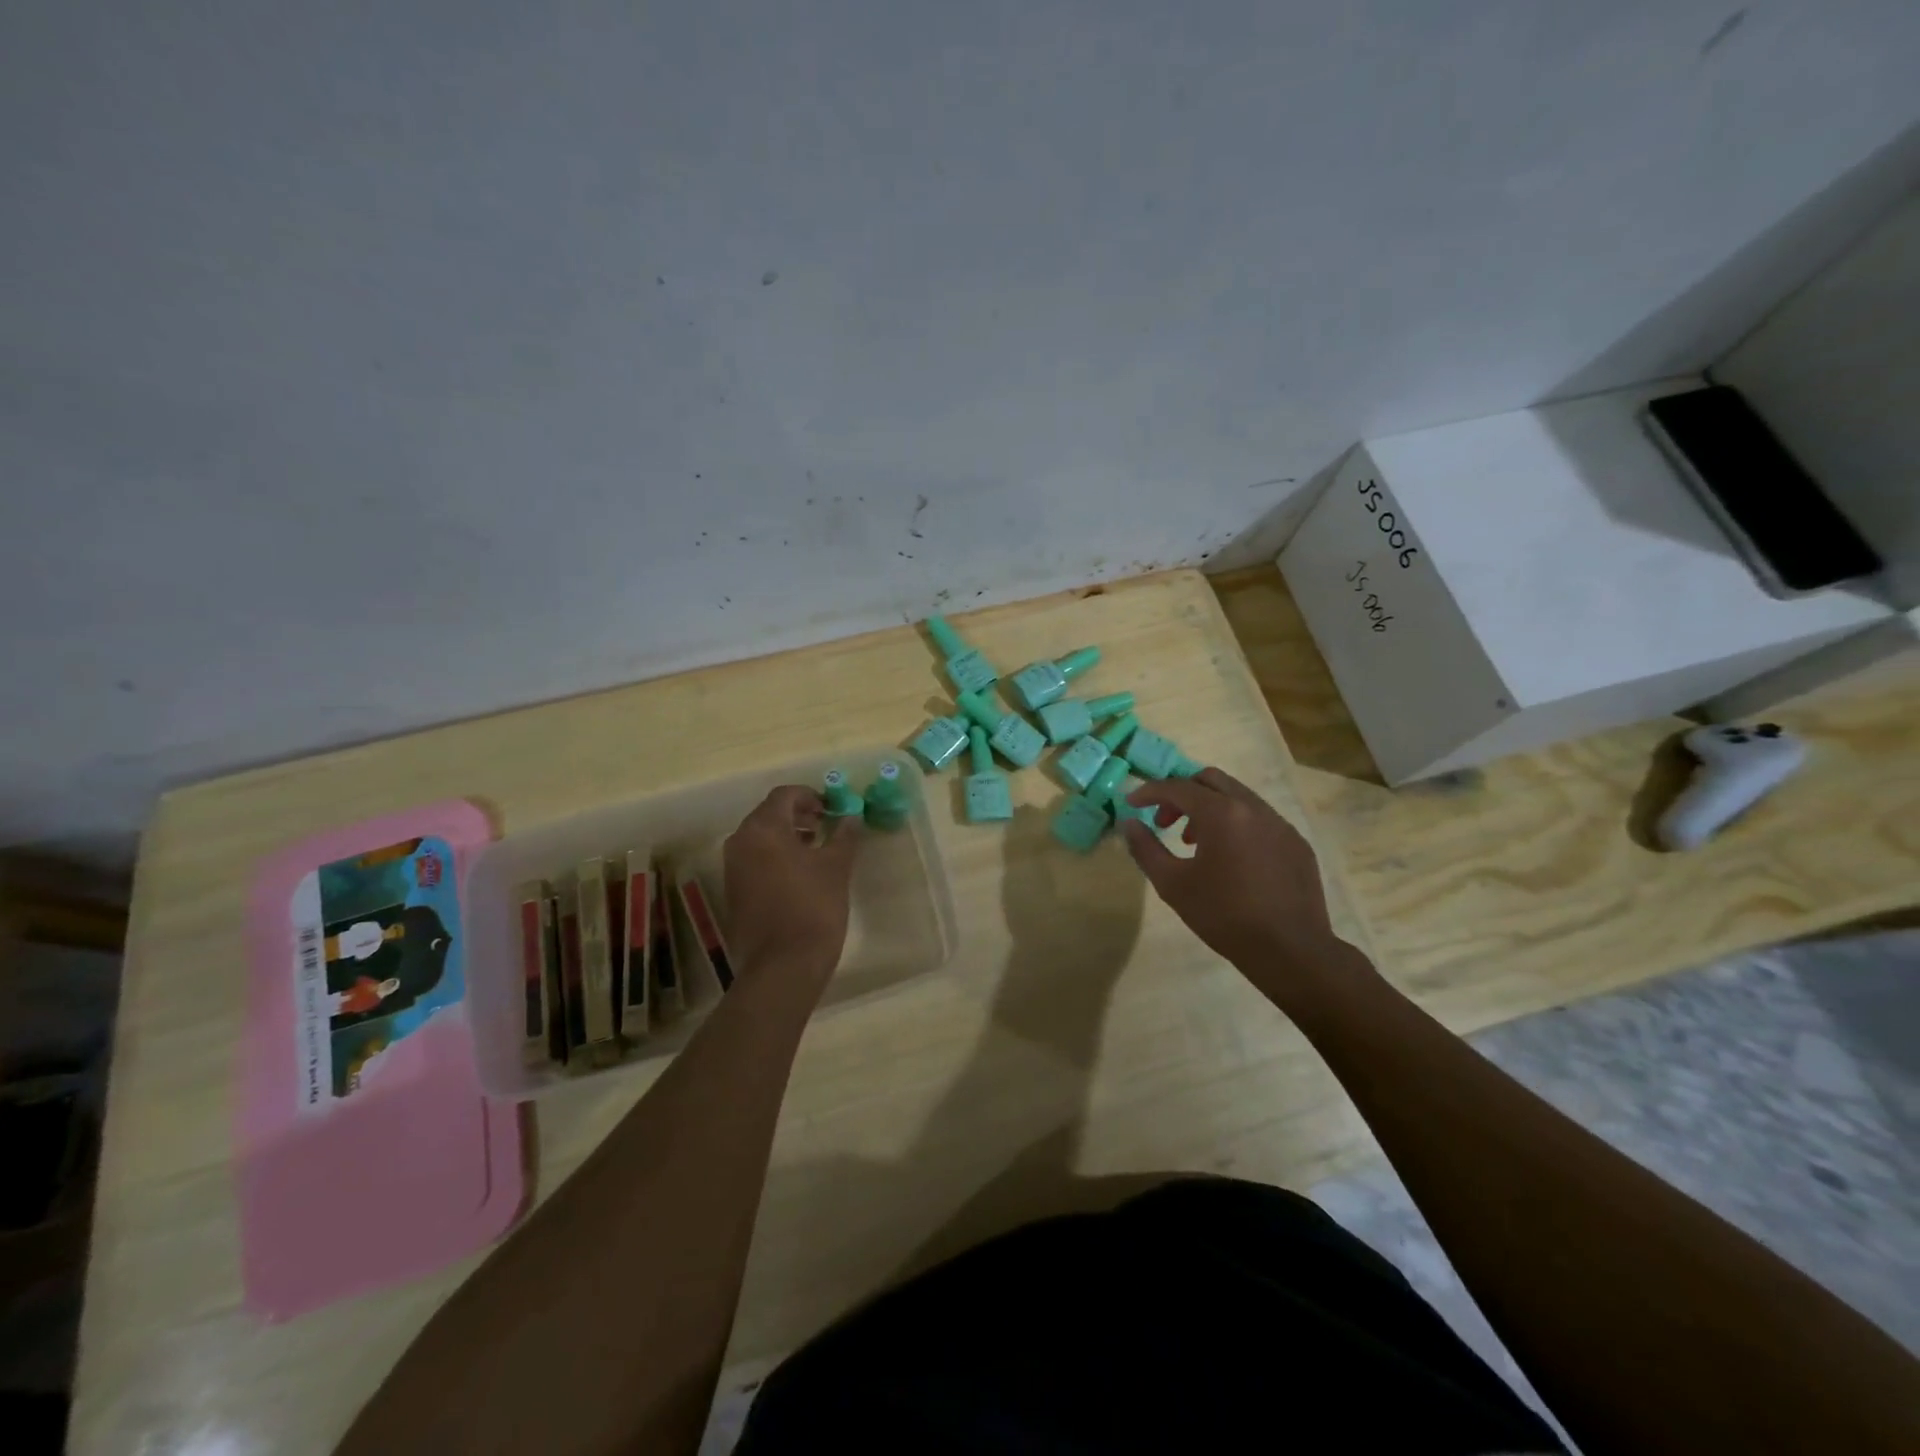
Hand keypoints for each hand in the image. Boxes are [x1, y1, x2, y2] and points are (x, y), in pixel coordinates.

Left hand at [723, 786, 863, 982]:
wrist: (783, 965)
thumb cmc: (813, 907)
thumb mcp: (836, 867)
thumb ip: (844, 836)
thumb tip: (851, 818)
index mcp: (763, 829)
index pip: (784, 795)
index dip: (810, 796)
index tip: (831, 808)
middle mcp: (740, 842)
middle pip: (769, 814)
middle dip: (798, 815)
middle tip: (825, 824)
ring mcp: (733, 869)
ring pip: (760, 838)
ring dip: (787, 836)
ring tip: (816, 848)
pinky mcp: (733, 892)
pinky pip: (755, 860)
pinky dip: (776, 857)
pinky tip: (800, 874)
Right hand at [1121, 768, 1369, 1004]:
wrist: (1290, 951)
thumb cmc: (1224, 916)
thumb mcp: (1172, 885)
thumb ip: (1146, 848)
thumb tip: (1129, 823)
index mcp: (1222, 813)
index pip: (1178, 787)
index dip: (1150, 791)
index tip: (1132, 803)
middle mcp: (1253, 808)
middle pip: (1210, 780)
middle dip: (1182, 794)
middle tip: (1164, 822)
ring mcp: (1280, 823)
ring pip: (1237, 797)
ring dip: (1209, 809)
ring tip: (1195, 844)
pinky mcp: (1296, 842)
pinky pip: (1260, 819)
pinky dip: (1236, 825)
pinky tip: (1231, 860)